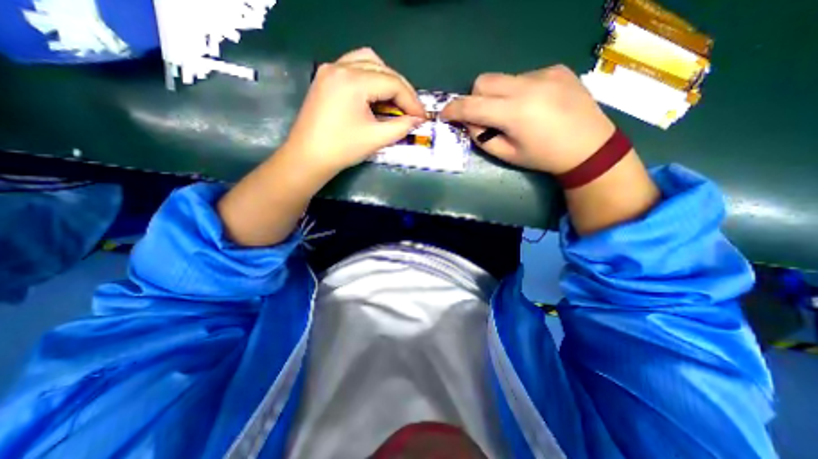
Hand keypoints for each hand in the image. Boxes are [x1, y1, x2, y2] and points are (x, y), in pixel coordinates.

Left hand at [283, 47, 424, 178]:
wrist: (308, 157)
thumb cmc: (342, 149)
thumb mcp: (376, 138)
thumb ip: (401, 126)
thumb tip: (418, 120)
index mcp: (353, 81)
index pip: (393, 83)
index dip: (411, 101)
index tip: (422, 117)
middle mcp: (341, 66)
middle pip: (382, 68)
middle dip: (401, 89)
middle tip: (411, 110)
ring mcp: (330, 69)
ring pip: (368, 62)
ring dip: (386, 79)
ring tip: (396, 100)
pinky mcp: (326, 78)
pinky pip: (354, 67)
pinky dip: (370, 78)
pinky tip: (376, 95)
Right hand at [441, 67, 613, 175]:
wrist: (590, 147)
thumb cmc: (544, 157)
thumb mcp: (508, 155)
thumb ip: (482, 138)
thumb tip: (469, 123)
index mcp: (514, 113)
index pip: (472, 105)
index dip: (454, 109)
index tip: (445, 114)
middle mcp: (527, 86)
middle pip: (484, 81)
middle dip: (475, 98)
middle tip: (482, 116)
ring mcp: (544, 74)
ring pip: (503, 78)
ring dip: (497, 95)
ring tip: (514, 113)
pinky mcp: (556, 69)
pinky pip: (523, 77)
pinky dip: (518, 91)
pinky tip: (533, 105)